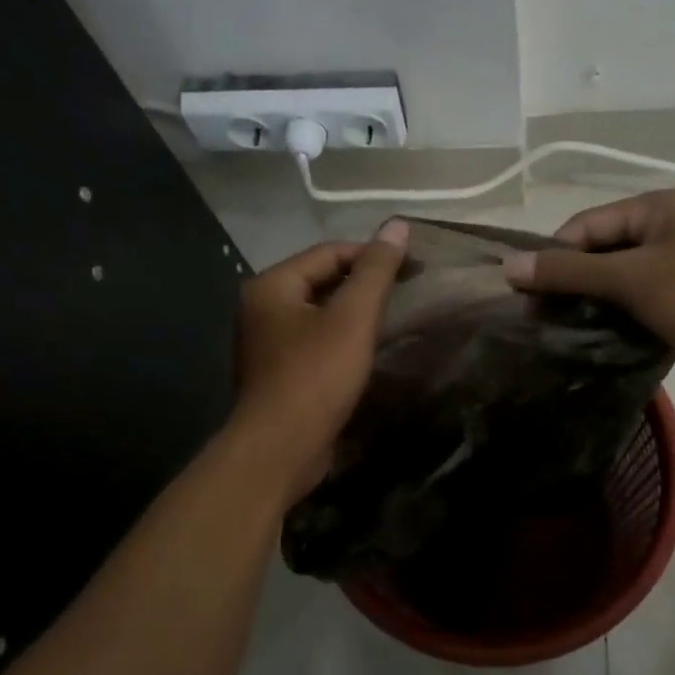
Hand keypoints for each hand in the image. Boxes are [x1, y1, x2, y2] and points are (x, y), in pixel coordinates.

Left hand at [229, 220, 408, 499]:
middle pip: (321, 280)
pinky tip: (366, 350)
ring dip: (354, 313)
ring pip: (319, 313)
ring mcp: (266, 342)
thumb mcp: (352, 318)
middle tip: (406, 292)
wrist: (280, 449)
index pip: (329, 252)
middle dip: (364, 285)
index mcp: (271, 285)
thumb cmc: (315, 377)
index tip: (413, 267)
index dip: (372, 255)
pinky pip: (314, 341)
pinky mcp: (278, 372)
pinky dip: (341, 339)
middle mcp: (261, 307)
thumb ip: (375, 271)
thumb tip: (397, 225)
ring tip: (393, 318)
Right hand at [503, 189, 674, 389]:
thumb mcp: (631, 279)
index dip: (553, 258)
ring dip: (595, 303)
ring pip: (620, 279)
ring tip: (566, 333)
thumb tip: (509, 266)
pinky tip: (602, 340)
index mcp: (654, 207)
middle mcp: (667, 228)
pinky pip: (641, 301)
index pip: (584, 225)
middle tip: (544, 320)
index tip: (527, 298)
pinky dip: (620, 316)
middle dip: (573, 283)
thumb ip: (569, 272)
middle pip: (601, 251)